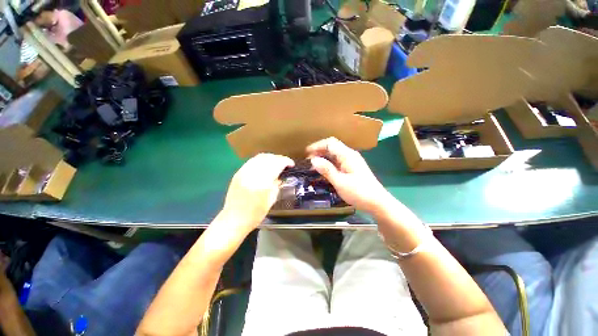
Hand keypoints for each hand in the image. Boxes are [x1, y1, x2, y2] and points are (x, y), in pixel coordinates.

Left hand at [221, 153, 293, 232]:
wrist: (233, 220)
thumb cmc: (255, 214)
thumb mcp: (271, 200)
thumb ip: (276, 186)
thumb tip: (280, 177)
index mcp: (262, 183)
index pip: (276, 164)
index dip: (286, 161)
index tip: (291, 164)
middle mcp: (252, 174)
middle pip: (268, 158)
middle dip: (279, 158)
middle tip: (285, 163)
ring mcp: (243, 172)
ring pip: (259, 157)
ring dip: (270, 158)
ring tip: (276, 162)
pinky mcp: (238, 173)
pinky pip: (252, 161)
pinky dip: (261, 160)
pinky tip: (265, 165)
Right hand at [306, 137, 392, 213]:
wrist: (377, 202)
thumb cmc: (359, 192)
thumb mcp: (340, 182)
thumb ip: (326, 170)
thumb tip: (313, 160)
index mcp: (347, 155)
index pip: (330, 143)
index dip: (317, 146)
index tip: (306, 154)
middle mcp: (350, 155)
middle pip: (332, 147)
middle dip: (319, 152)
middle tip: (308, 161)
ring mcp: (352, 162)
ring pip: (335, 155)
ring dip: (323, 158)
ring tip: (314, 166)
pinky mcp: (352, 168)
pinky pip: (338, 162)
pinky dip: (329, 164)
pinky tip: (324, 171)